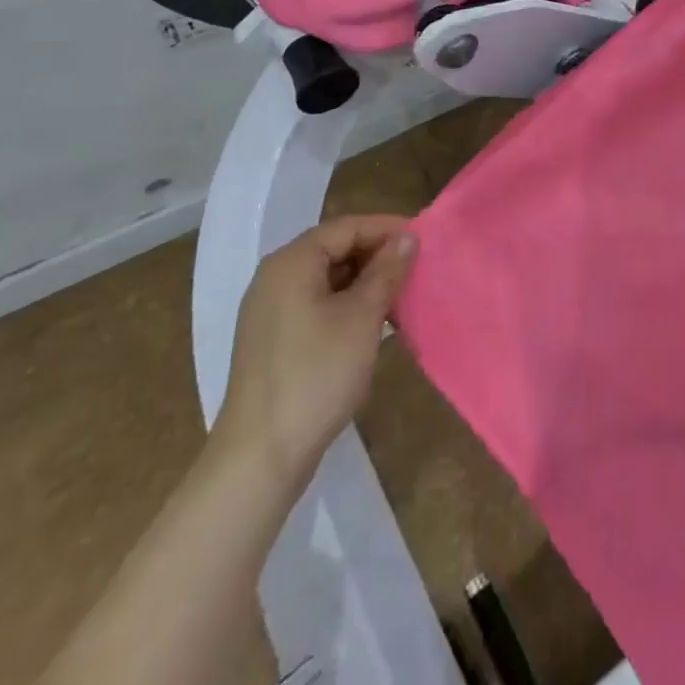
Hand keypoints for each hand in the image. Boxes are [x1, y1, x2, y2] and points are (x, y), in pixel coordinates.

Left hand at [211, 216, 416, 489]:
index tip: (424, 240)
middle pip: (335, 249)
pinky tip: (375, 324)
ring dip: (366, 283)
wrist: (260, 456)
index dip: (387, 228)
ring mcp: (271, 311)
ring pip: (328, 279)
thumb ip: (386, 271)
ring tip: (402, 296)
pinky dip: (347, 306)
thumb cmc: (316, 374)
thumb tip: (408, 237)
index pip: (346, 227)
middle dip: (378, 256)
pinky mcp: (274, 341)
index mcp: (291, 263)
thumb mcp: (362, 317)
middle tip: (417, 269)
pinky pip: (317, 305)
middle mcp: (275, 278)